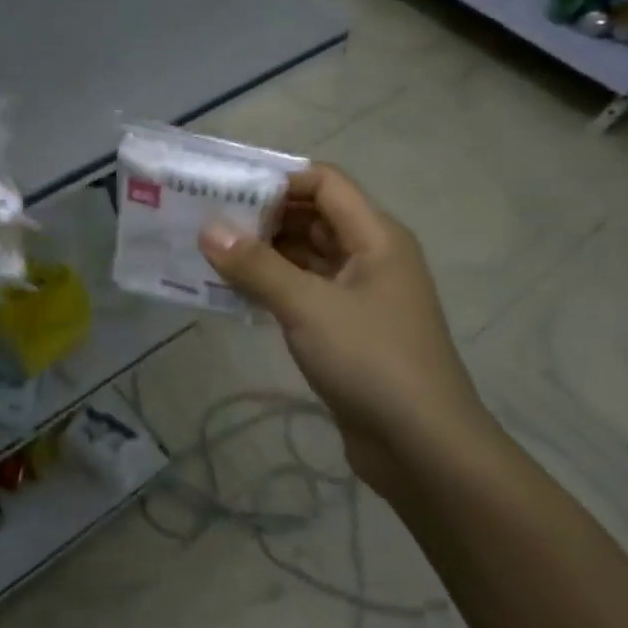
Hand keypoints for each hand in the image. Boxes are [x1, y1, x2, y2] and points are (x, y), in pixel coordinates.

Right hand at [197, 163, 499, 496]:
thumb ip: (256, 265)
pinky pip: (301, 291)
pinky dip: (269, 285)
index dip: (278, 179)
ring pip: (303, 256)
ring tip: (207, 251)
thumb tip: (208, 229)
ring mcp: (358, 295)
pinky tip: (230, 290)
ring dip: (261, 253)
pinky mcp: (345, 328)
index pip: (325, 183)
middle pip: (312, 217)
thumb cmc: (371, 361)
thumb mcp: (307, 306)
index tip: (226, 188)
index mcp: (376, 237)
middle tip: (205, 218)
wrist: (422, 448)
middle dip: (261, 215)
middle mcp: (370, 257)